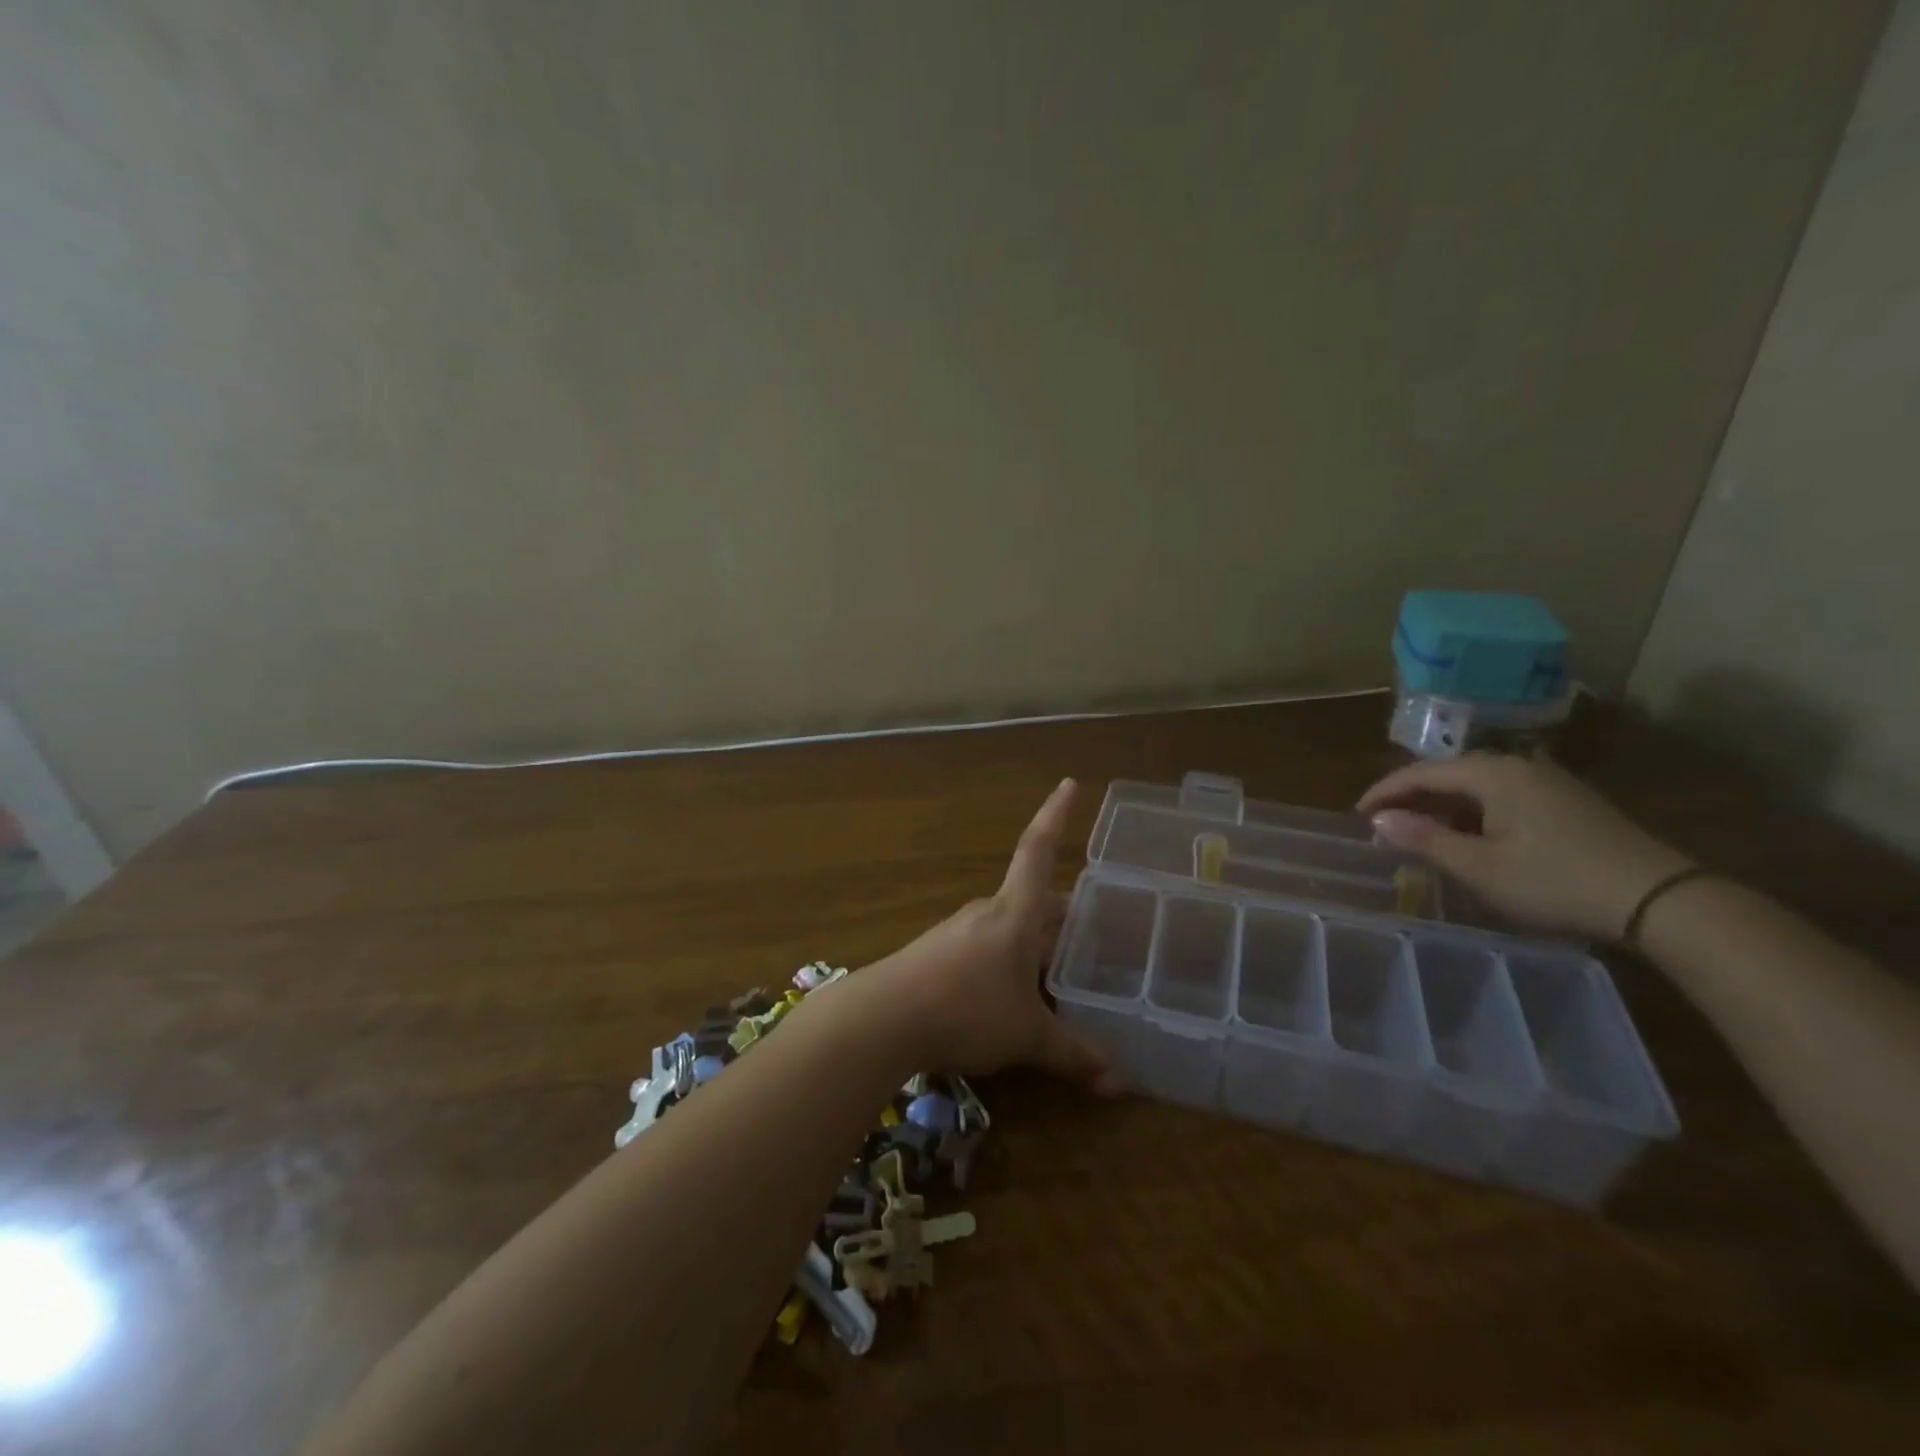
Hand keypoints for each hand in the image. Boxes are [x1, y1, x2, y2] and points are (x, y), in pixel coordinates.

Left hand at [871, 779, 1121, 1093]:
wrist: (881, 1019)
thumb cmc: (965, 1010)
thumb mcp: (1027, 1036)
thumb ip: (1074, 1055)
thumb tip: (1121, 1083)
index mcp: (1014, 913)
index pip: (1039, 849)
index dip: (1056, 815)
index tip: (1070, 782)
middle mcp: (987, 913)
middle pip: (1032, 899)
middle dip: (1063, 913)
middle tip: (1096, 929)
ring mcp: (958, 932)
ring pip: (1010, 927)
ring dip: (1036, 943)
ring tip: (1063, 970)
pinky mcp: (938, 956)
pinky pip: (986, 949)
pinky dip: (1010, 963)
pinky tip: (1016, 995)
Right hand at [1357, 753, 1693, 940]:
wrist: (1660, 899)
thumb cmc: (1555, 881)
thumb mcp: (1479, 866)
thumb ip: (1424, 839)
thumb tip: (1379, 820)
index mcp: (1491, 773)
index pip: (1420, 773)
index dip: (1384, 793)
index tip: (1357, 815)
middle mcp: (1518, 766)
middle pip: (1449, 774)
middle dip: (1412, 798)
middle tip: (1385, 825)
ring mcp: (1548, 782)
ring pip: (1477, 786)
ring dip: (1443, 807)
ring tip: (1422, 834)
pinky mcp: (1569, 802)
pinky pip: (1503, 797)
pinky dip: (1474, 812)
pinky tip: (1472, 837)